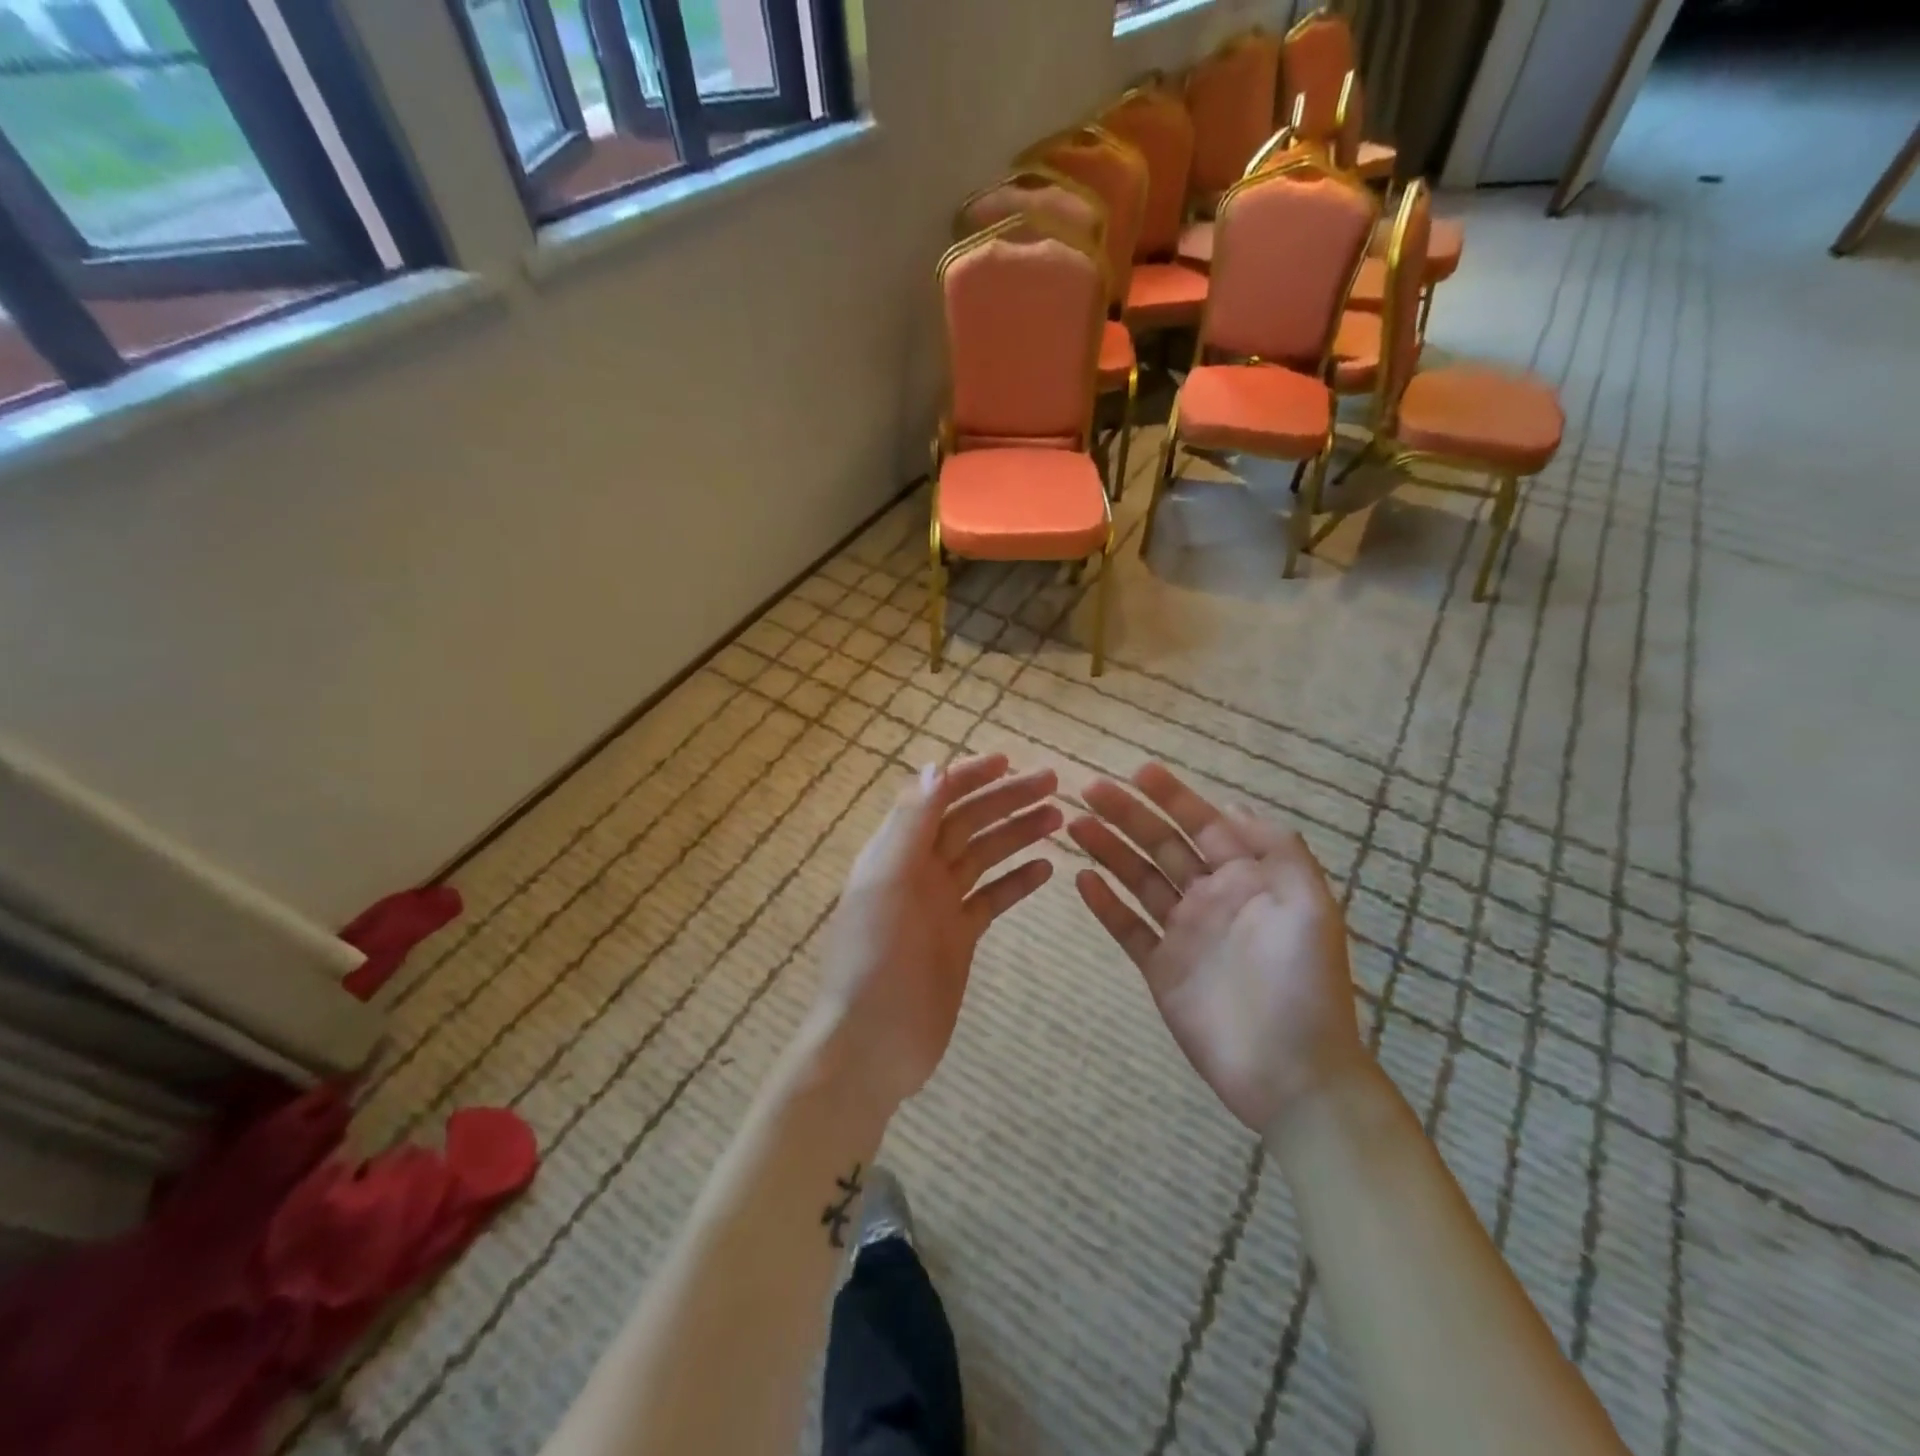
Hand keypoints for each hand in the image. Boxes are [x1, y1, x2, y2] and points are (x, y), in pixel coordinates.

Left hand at [812, 754, 1060, 1115]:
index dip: (971, 776)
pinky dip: (1017, 881)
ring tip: (1058, 820)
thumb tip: (936, 766)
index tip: (1011, 761)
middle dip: (1006, 799)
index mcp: (896, 851)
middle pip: (968, 822)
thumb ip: (910, 824)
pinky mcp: (959, 937)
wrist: (873, 1042)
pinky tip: (1046, 869)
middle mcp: (918, 870)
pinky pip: (993, 898)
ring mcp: (940, 904)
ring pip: (984, 856)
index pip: (936, 798)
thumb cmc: (874, 959)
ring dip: (1018, 834)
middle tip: (1053, 784)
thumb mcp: (886, 883)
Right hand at [1068, 763, 1364, 1134]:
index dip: (1172, 796)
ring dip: (1108, 850)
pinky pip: (1127, 929)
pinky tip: (1081, 879)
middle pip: (1161, 846)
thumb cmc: (1305, 985)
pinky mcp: (1160, 969)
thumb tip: (1234, 806)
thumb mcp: (1310, 906)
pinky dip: (1104, 904)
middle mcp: (1211, 898)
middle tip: (1089, 789)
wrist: (1293, 1074)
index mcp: (1247, 880)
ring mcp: (1183, 934)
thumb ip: (1277, 850)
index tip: (1138, 771)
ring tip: (1075, 824)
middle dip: (1128, 815)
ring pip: (1138, 880)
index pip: (1203, 824)